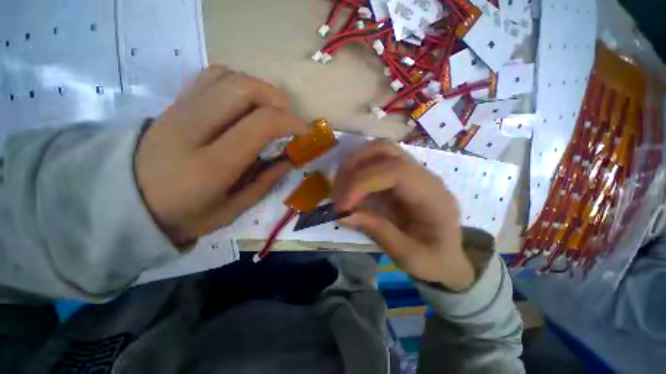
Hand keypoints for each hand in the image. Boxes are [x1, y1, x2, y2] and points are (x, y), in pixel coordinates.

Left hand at [135, 65, 308, 245]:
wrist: (128, 202)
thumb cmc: (184, 215)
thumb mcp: (232, 209)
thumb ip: (266, 182)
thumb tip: (291, 159)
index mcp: (211, 165)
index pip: (261, 124)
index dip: (292, 123)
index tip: (307, 133)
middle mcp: (193, 129)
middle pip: (244, 88)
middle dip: (279, 100)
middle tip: (290, 120)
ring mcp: (180, 110)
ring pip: (229, 77)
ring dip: (260, 89)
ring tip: (271, 111)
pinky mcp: (175, 103)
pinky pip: (211, 77)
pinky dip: (238, 83)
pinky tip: (245, 104)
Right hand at [333, 140, 474, 291]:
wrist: (448, 257)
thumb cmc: (435, 260)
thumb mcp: (411, 257)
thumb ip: (381, 233)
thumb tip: (344, 215)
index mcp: (432, 195)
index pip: (395, 171)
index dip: (362, 183)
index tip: (342, 206)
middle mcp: (422, 175)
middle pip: (385, 149)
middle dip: (353, 165)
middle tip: (337, 192)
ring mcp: (410, 172)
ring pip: (378, 150)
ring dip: (353, 164)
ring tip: (340, 190)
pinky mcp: (399, 176)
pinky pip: (374, 162)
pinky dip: (356, 170)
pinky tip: (348, 189)